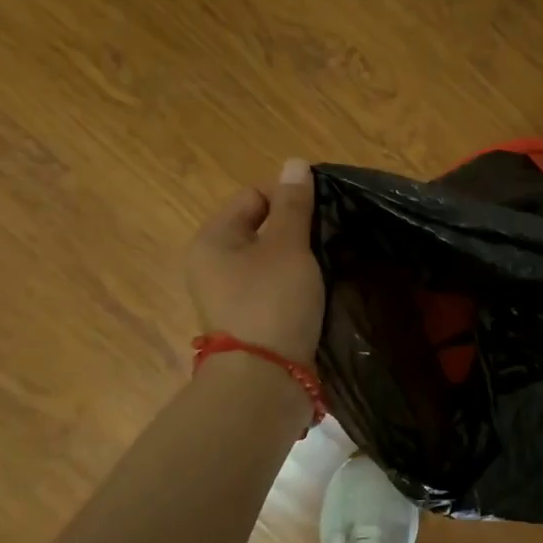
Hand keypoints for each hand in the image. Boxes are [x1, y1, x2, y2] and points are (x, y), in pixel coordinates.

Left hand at [186, 160, 325, 364]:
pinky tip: (319, 288)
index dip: (288, 196)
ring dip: (299, 258)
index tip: (323, 211)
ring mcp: (229, 296)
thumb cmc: (273, 302)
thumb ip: (294, 205)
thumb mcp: (288, 246)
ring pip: (270, 260)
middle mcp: (213, 264)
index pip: (252, 196)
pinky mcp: (249, 320)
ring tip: (330, 260)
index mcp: (213, 239)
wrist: (265, 380)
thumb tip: (295, 163)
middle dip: (296, 228)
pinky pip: (274, 288)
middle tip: (330, 236)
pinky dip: (295, 284)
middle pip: (260, 228)